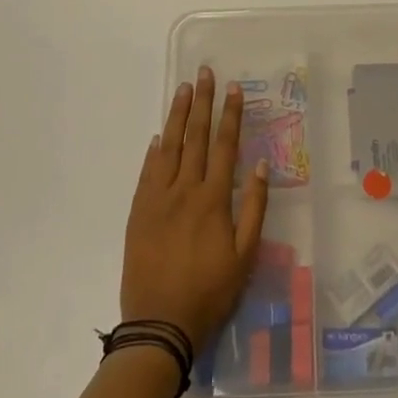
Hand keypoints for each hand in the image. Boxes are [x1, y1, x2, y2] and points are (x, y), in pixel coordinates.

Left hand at [122, 67, 269, 351]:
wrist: (159, 324)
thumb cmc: (210, 292)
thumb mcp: (245, 256)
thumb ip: (254, 208)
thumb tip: (259, 166)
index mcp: (213, 199)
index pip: (224, 145)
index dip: (230, 115)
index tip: (233, 89)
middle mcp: (184, 190)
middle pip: (195, 137)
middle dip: (201, 102)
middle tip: (204, 73)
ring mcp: (157, 199)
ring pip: (168, 147)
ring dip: (177, 116)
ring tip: (182, 90)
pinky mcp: (138, 212)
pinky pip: (146, 173)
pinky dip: (153, 152)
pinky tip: (158, 137)